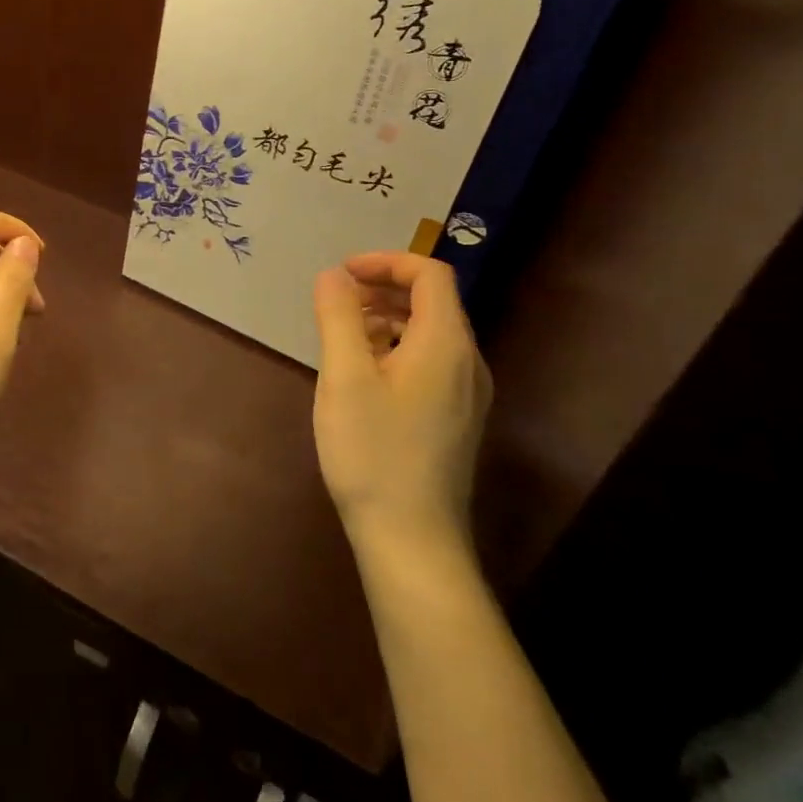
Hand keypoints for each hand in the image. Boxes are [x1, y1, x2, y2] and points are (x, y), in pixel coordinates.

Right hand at [311, 252, 492, 563]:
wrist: (412, 539)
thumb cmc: (374, 451)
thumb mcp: (345, 377)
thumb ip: (338, 317)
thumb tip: (334, 275)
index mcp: (446, 343)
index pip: (430, 275)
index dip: (386, 262)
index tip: (342, 274)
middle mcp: (468, 362)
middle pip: (433, 301)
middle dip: (383, 288)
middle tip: (337, 300)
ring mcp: (468, 394)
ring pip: (431, 333)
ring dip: (388, 318)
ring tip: (343, 336)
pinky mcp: (457, 418)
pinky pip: (431, 362)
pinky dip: (398, 348)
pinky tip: (364, 375)